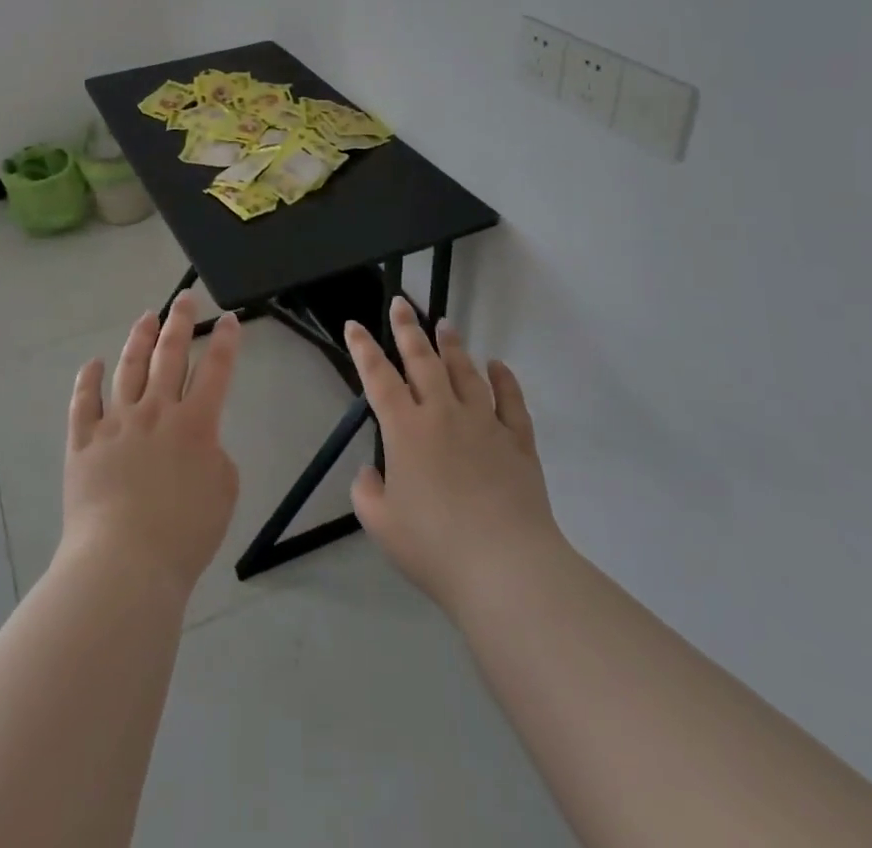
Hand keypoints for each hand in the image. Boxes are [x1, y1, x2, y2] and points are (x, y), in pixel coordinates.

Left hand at [60, 293, 241, 599]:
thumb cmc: (184, 535)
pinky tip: (93, 363)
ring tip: (147, 317)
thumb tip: (198, 443)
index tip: (229, 318)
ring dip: (139, 339)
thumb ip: (215, 457)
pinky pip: (84, 402)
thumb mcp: (223, 493)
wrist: (124, 562)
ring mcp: (116, 423)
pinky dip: (88, 379)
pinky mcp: (83, 441)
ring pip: (129, 368)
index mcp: (196, 424)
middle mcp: (156, 411)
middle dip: (180, 322)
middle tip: (185, 299)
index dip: (226, 341)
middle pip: (169, 355)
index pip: (216, 370)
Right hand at [347, 298, 565, 615]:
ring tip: (445, 325)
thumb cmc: (435, 547)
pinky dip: (504, 380)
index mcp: (405, 429)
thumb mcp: (381, 524)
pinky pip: (511, 401)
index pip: (378, 377)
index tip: (354, 325)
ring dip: (452, 347)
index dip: (363, 348)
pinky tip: (498, 365)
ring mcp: (484, 424)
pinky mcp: (517, 442)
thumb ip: (367, 492)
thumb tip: (372, 472)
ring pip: (466, 373)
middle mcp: (443, 414)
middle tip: (402, 304)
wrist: (506, 567)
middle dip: (408, 329)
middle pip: (423, 361)